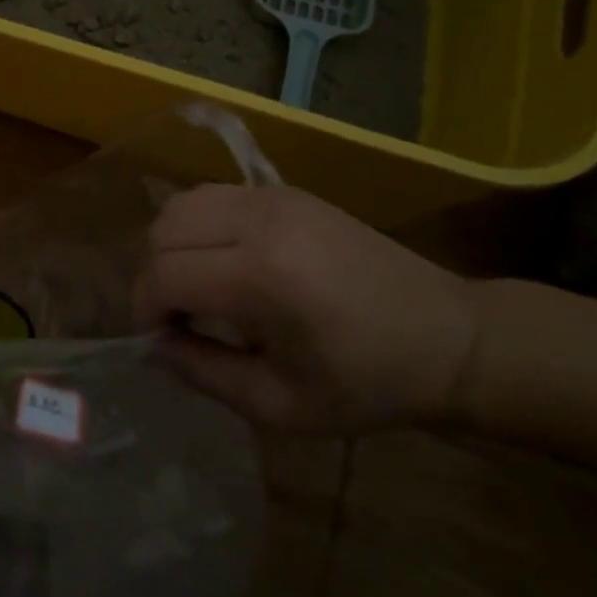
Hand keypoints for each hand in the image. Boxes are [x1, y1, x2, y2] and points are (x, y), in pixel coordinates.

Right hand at [132, 184, 480, 432]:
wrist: (450, 337)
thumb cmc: (369, 384)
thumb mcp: (281, 405)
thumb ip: (203, 374)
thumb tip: (154, 345)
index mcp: (263, 278)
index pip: (164, 274)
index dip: (146, 310)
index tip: (160, 340)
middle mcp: (262, 222)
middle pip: (163, 229)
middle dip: (153, 276)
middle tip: (175, 317)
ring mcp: (274, 197)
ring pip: (182, 203)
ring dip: (171, 246)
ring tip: (194, 287)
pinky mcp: (285, 191)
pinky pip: (213, 196)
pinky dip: (197, 226)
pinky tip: (221, 263)